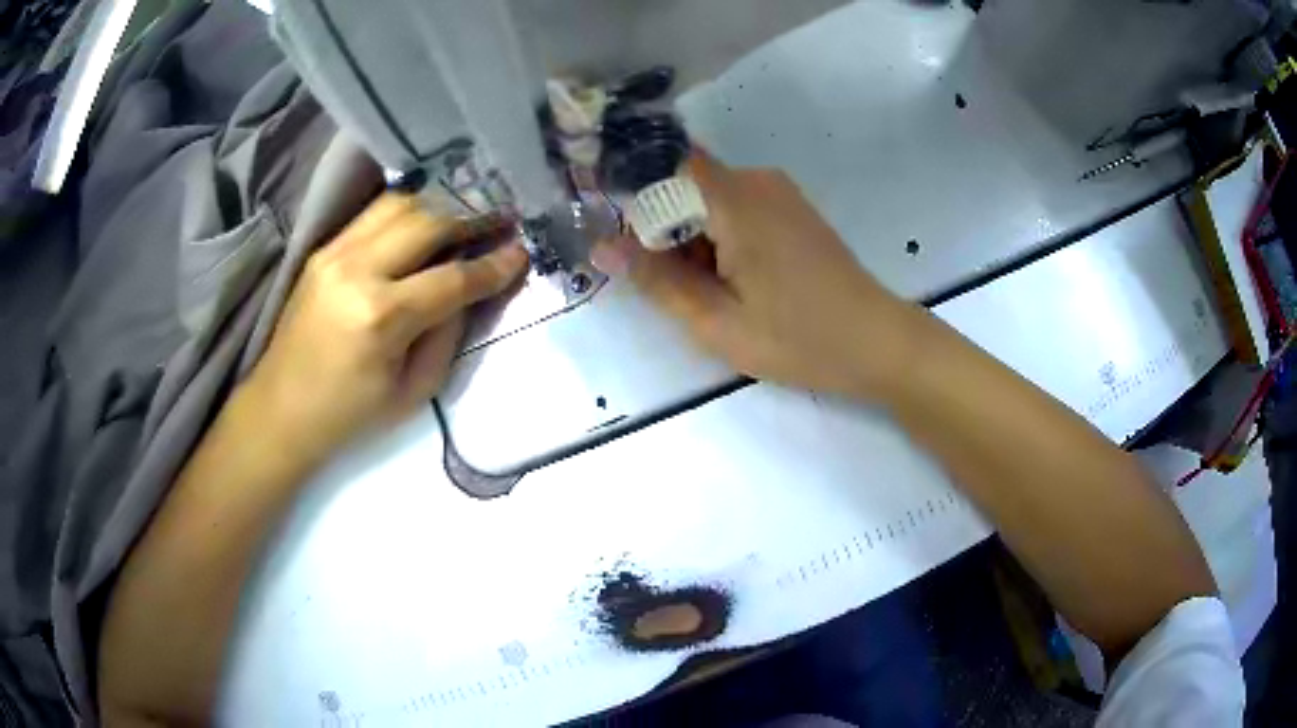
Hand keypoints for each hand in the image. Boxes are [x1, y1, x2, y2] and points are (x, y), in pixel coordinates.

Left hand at [242, 193, 527, 465]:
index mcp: (381, 318)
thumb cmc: (349, 415)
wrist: (280, 409)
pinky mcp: (322, 250)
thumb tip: (469, 289)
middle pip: (429, 222)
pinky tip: (427, 218)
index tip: (522, 253)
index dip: (494, 265)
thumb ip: (447, 334)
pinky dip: (408, 210)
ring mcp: (334, 253)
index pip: (453, 278)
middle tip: (502, 221)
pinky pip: (374, 213)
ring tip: (467, 215)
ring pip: (400, 204)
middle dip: (473, 218)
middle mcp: (357, 271)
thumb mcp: (414, 391)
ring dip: (440, 205)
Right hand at [592, 152, 918, 397]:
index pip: (662, 165)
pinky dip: (721, 238)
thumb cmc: (798, 337)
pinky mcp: (791, 208)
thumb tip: (603, 246)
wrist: (876, 341)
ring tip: (712, 294)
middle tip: (673, 288)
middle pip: (684, 186)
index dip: (634, 199)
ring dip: (693, 239)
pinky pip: (736, 208)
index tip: (626, 245)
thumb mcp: (717, 322)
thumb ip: (657, 280)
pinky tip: (738, 282)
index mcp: (735, 199)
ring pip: (708, 200)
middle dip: (665, 231)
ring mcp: (778, 192)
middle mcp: (756, 180)